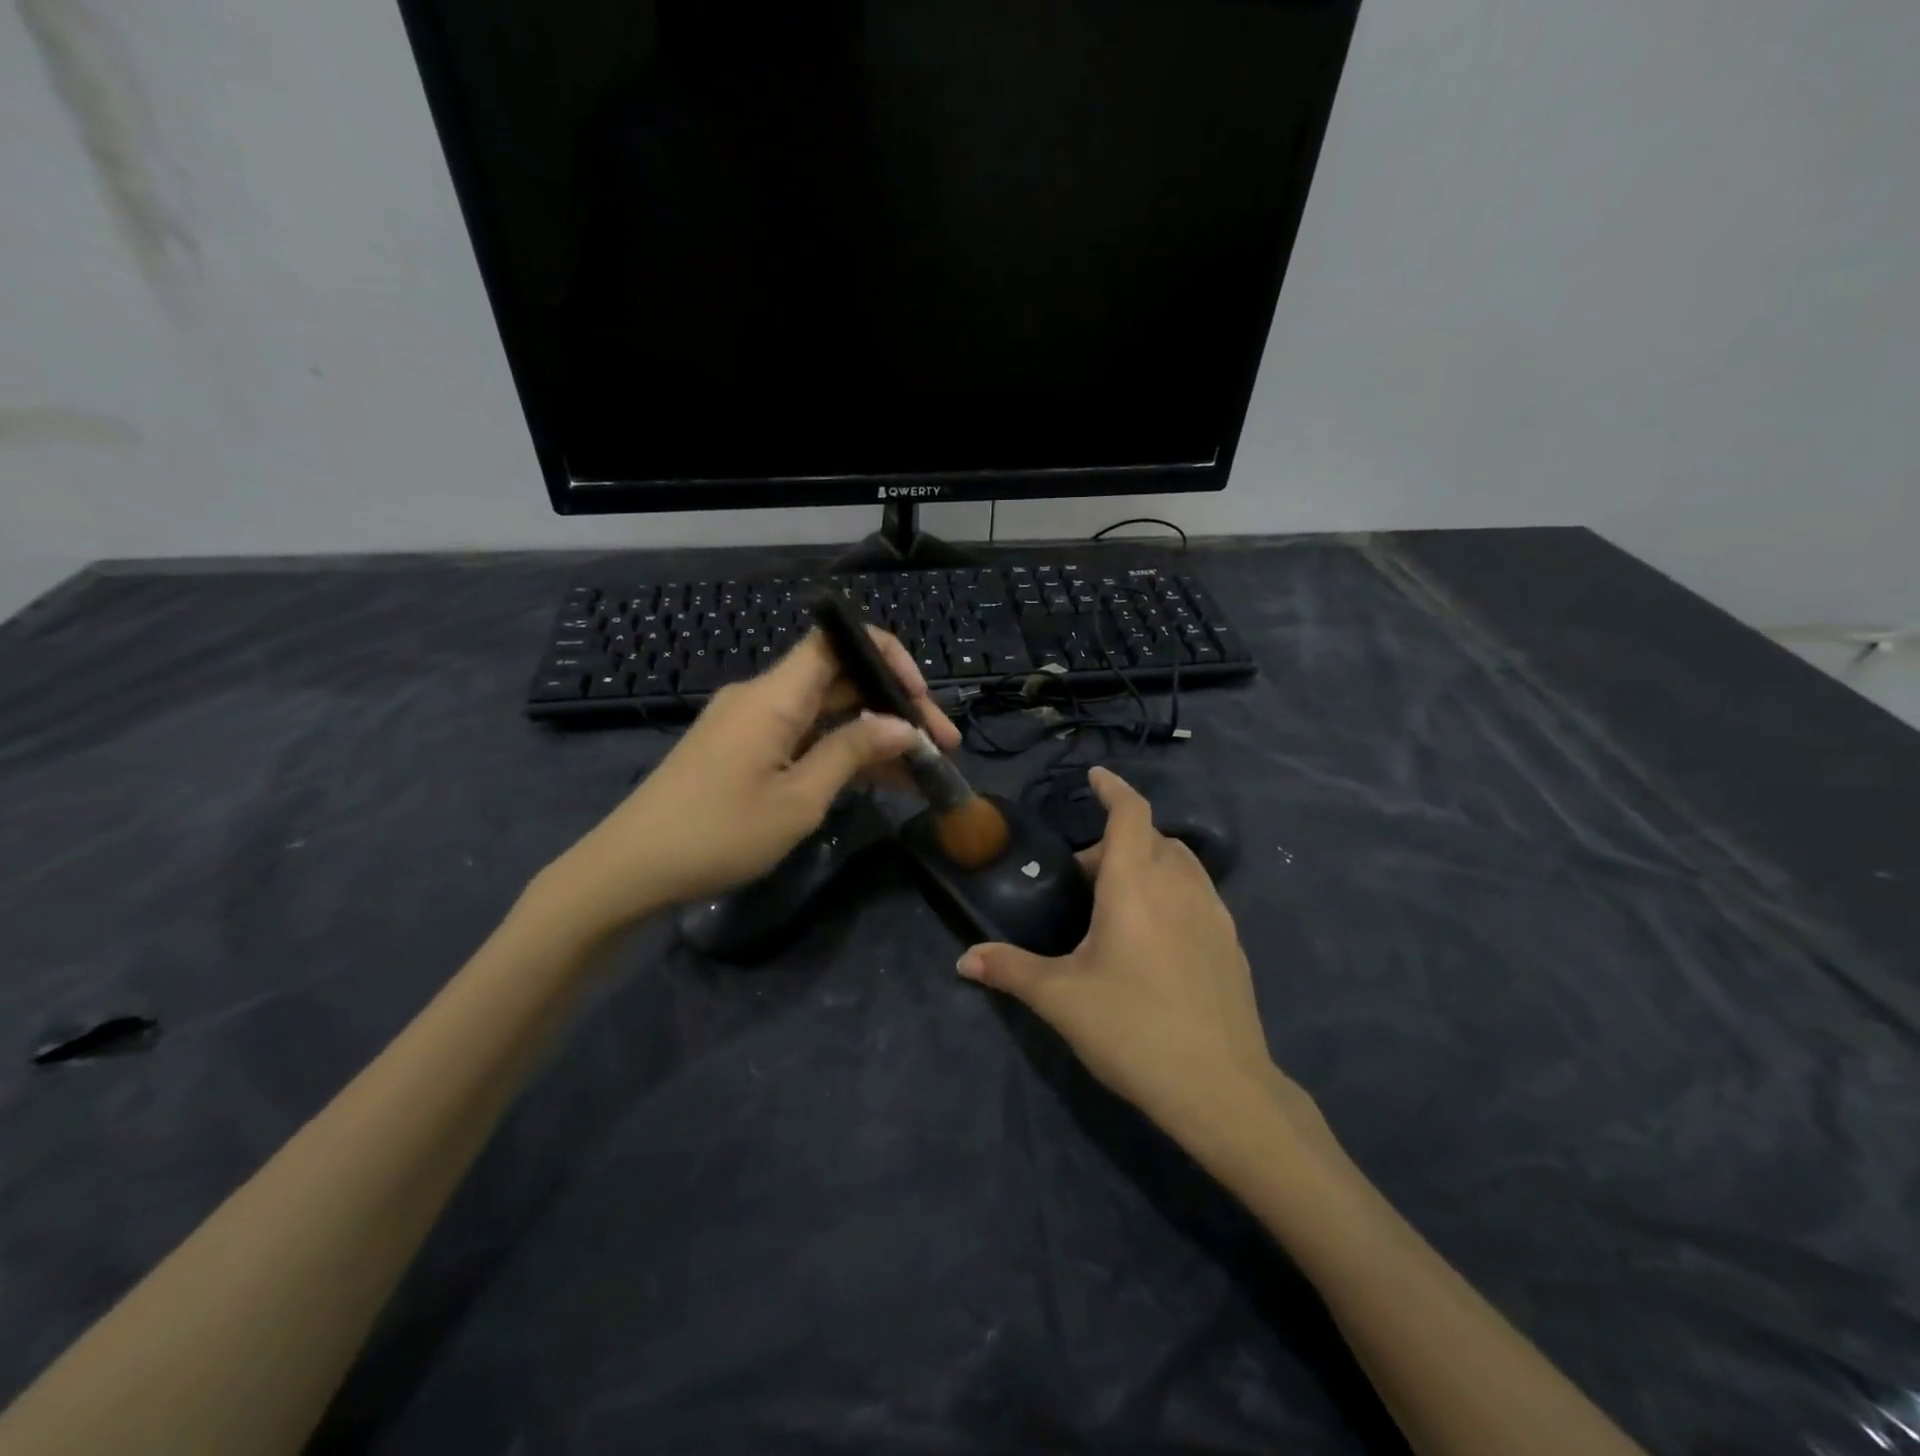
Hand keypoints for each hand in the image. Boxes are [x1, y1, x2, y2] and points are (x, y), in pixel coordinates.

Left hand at [544, 628, 959, 934]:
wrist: (631, 869)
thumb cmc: (718, 833)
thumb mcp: (798, 799)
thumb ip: (852, 753)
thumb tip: (902, 726)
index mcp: (774, 695)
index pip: (837, 641)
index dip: (886, 655)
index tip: (920, 698)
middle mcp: (764, 697)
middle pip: (841, 680)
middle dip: (894, 707)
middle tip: (941, 747)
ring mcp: (753, 725)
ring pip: (828, 713)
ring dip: (874, 735)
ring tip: (923, 771)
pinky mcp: (746, 751)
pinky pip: (805, 737)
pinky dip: (842, 752)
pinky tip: (880, 780)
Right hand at [957, 768, 1285, 1141]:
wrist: (1220, 1088)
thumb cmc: (1132, 1028)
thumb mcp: (1060, 999)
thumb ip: (1010, 969)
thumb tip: (963, 960)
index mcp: (1135, 883)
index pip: (1130, 813)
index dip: (1113, 789)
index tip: (1095, 777)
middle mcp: (1179, 884)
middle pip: (1152, 837)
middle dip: (1117, 840)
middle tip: (1083, 875)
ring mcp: (1214, 912)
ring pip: (1181, 862)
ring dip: (1149, 862)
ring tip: (1119, 901)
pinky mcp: (1231, 942)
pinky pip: (1198, 892)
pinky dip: (1173, 889)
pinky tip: (1155, 935)